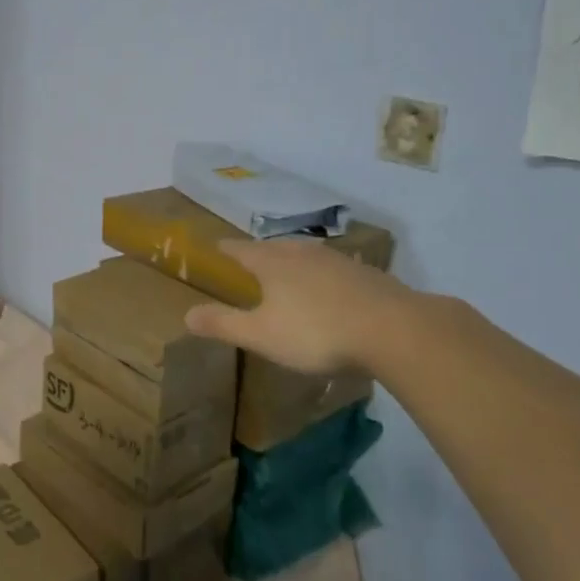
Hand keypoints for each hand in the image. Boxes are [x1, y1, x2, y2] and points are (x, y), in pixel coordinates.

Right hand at [183, 237, 416, 376]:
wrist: (393, 329)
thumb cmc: (316, 332)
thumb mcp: (261, 335)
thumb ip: (224, 324)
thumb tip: (186, 314)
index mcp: (273, 264)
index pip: (242, 250)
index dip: (228, 249)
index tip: (217, 246)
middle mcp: (302, 254)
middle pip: (275, 247)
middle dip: (261, 252)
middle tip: (252, 256)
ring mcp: (338, 262)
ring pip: (307, 254)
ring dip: (294, 259)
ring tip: (288, 266)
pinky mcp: (367, 275)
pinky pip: (334, 269)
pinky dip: (324, 274)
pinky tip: (330, 287)